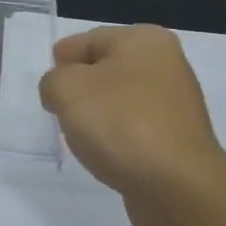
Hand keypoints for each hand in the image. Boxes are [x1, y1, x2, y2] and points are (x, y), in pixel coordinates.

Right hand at [38, 25, 225, 225]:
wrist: (178, 186)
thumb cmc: (121, 123)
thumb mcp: (68, 89)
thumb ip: (53, 81)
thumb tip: (60, 91)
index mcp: (144, 39)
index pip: (91, 39)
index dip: (64, 58)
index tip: (47, 82)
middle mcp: (167, 64)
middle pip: (108, 68)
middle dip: (81, 86)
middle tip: (57, 106)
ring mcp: (177, 104)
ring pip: (122, 99)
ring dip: (99, 113)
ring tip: (78, 133)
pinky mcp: (179, 140)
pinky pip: (136, 129)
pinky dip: (117, 137)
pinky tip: (104, 152)